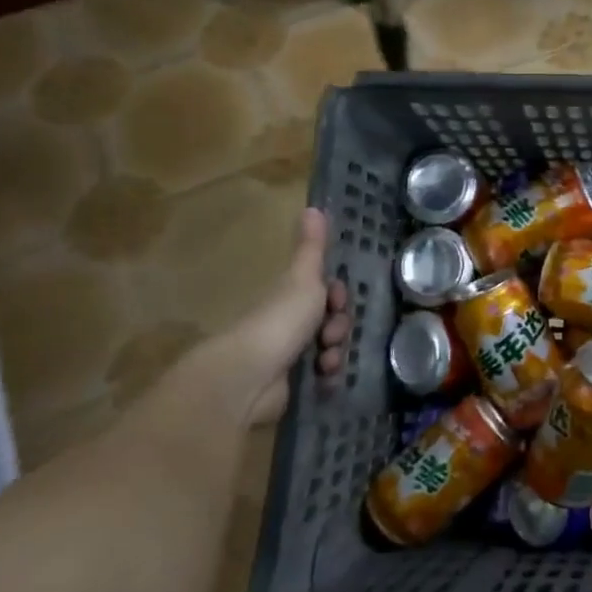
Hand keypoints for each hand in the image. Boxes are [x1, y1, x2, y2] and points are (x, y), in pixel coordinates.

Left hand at [217, 207, 351, 426]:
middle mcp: (290, 324)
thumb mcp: (303, 278)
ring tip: (327, 362)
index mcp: (292, 297)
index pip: (327, 293)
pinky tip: (325, 378)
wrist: (251, 375)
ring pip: (331, 349)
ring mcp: (291, 355)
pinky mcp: (294, 385)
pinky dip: (329, 377)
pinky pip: (324, 377)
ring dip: (337, 353)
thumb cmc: (280, 320)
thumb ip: (312, 247)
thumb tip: (313, 206)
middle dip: (340, 328)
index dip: (338, 297)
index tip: (336, 301)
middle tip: (330, 335)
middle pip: (332, 321)